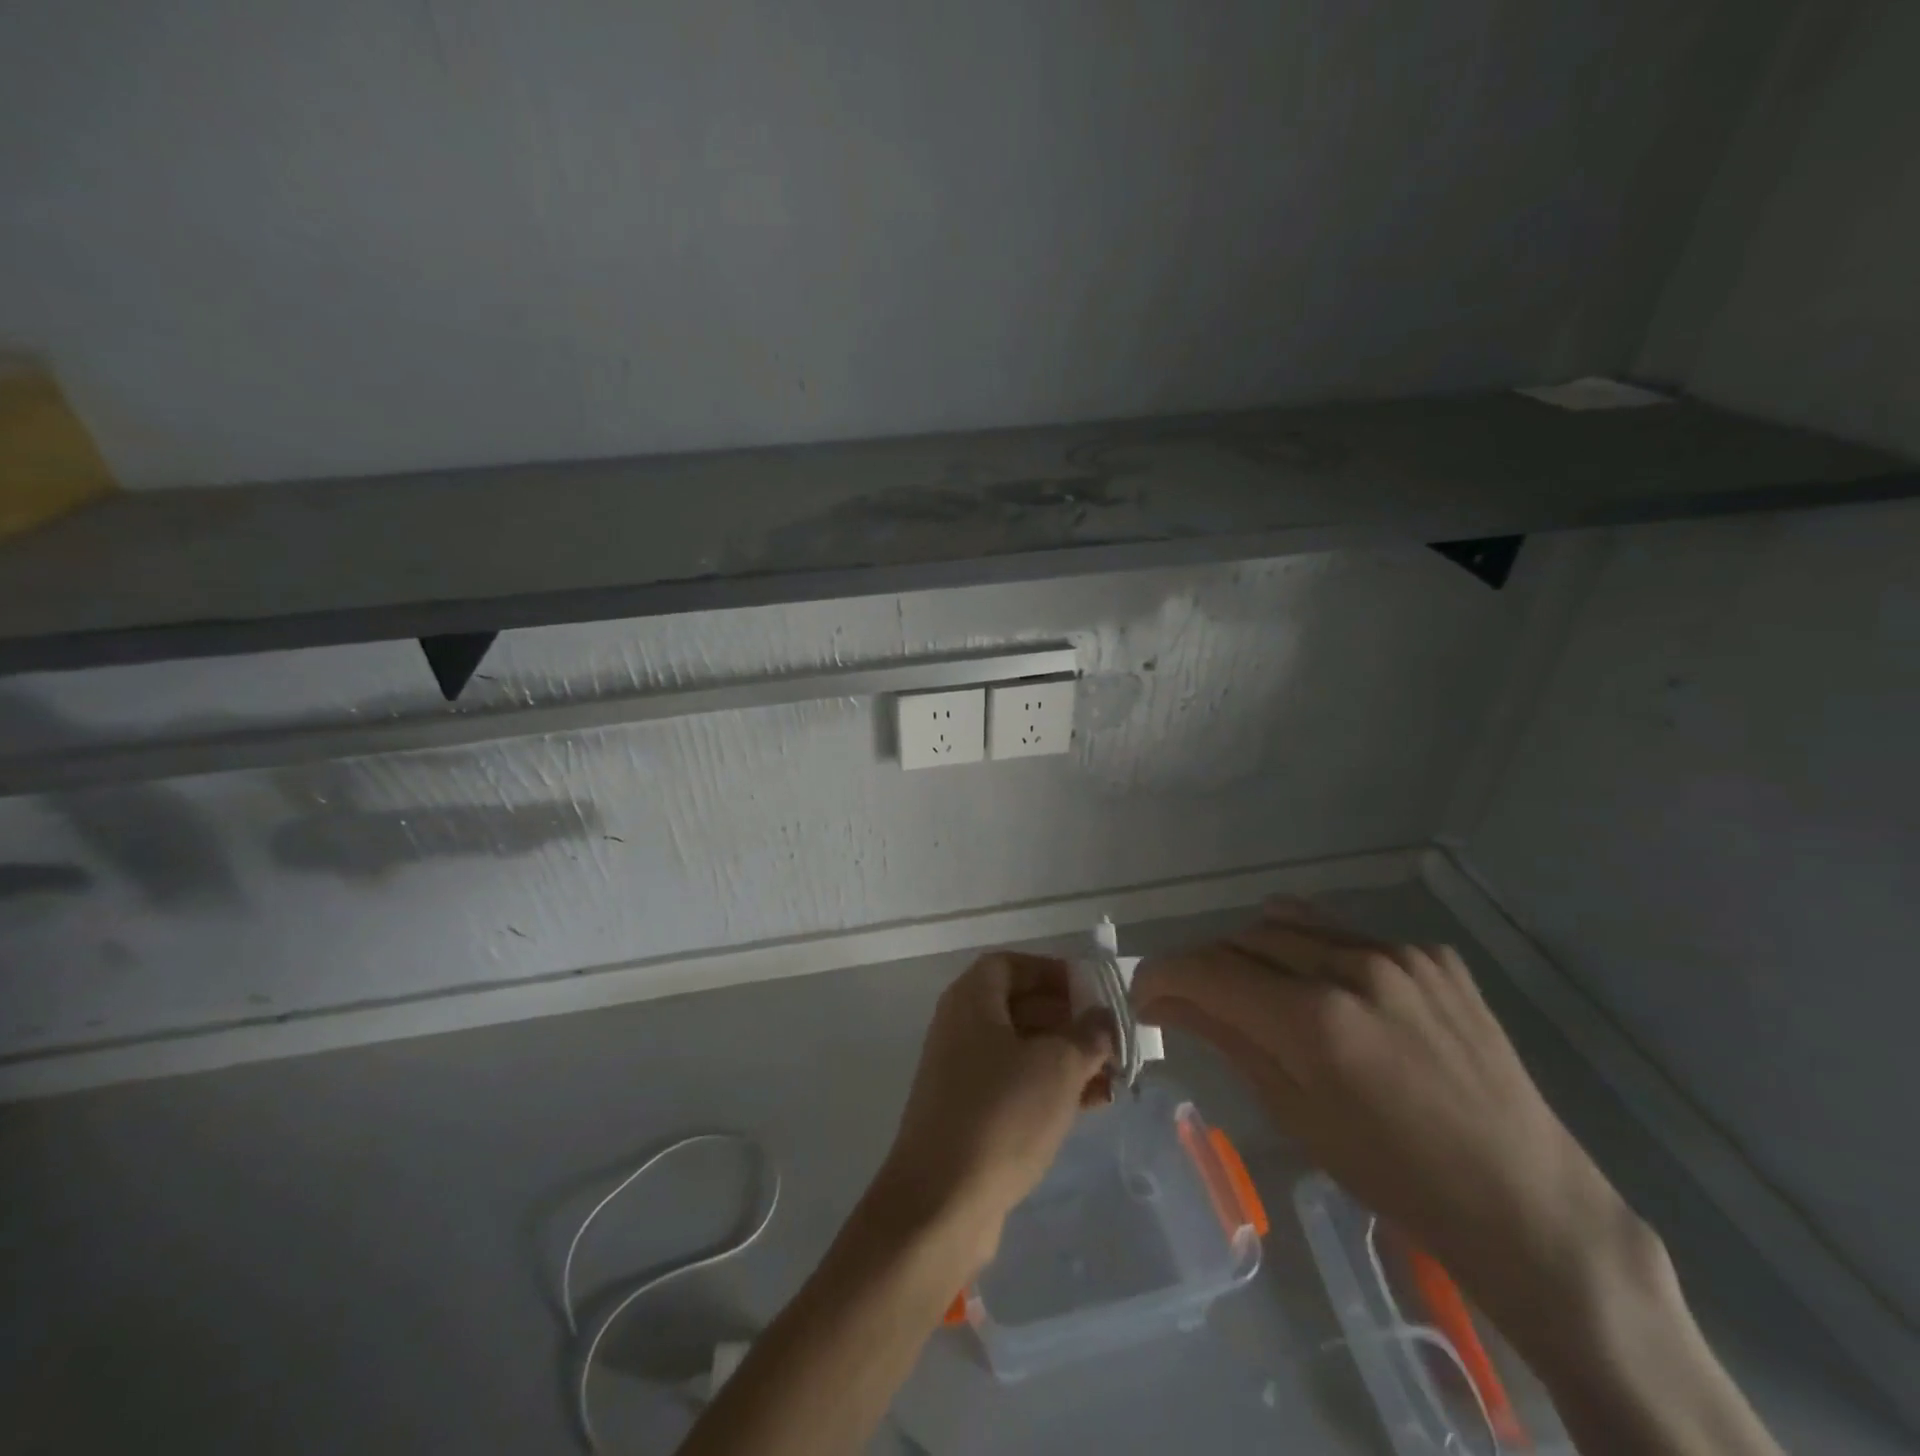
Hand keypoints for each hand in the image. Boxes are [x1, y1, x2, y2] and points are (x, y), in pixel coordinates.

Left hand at [873, 952, 1112, 1270]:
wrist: (941, 1203)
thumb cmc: (1002, 1114)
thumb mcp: (1058, 1066)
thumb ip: (1087, 1034)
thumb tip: (1102, 1017)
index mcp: (971, 1000)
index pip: (1012, 965)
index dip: (1052, 972)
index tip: (1092, 992)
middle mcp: (961, 1027)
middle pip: (1020, 1006)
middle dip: (1069, 1019)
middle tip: (1112, 1038)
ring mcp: (962, 1073)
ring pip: (1022, 1050)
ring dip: (1067, 1057)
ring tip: (1114, 1076)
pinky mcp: (969, 1115)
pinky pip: (1016, 1085)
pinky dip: (1051, 1088)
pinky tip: (1092, 1105)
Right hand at [1133, 901, 1654, 1355]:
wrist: (1525, 1200)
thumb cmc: (1395, 1176)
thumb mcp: (1294, 1112)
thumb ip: (1225, 1037)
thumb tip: (1162, 1000)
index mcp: (1317, 1021)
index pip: (1208, 969)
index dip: (1162, 975)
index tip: (1144, 994)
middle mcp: (1355, 968)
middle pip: (1243, 937)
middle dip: (1205, 965)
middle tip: (1195, 1000)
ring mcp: (1400, 954)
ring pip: (1291, 923)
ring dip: (1255, 951)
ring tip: (1257, 990)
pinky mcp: (1432, 954)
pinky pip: (1346, 934)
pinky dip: (1315, 953)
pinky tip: (1331, 994)